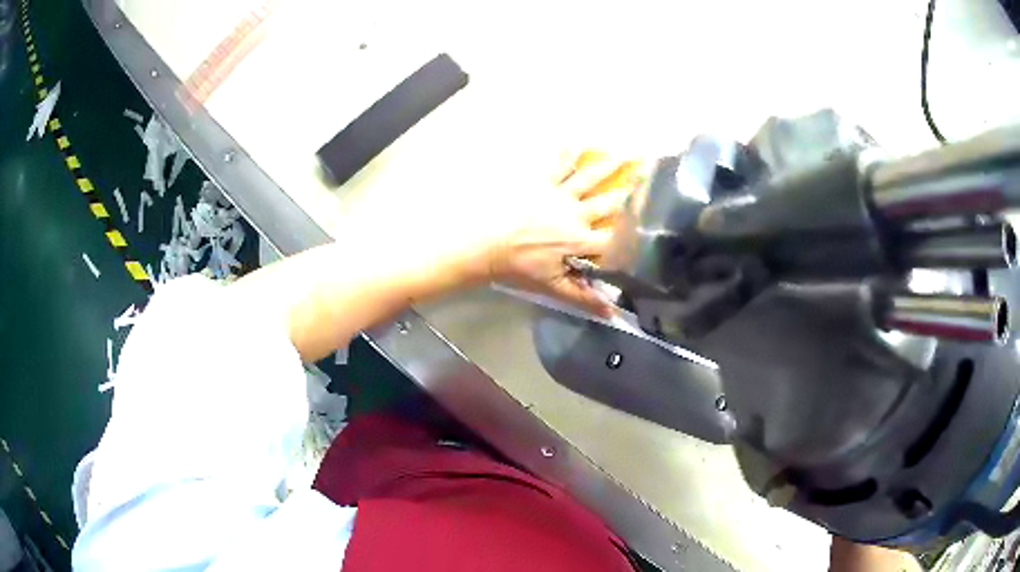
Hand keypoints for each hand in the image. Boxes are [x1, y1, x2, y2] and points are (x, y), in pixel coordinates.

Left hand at [483, 152, 642, 316]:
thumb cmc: (516, 266)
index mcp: (580, 240)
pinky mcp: (539, 181)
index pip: (615, 239)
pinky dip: (566, 152)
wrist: (482, 243)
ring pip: (588, 178)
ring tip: (625, 152)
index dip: (635, 233)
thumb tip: (612, 313)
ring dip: (608, 165)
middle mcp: (575, 213)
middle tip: (651, 174)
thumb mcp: (551, 286)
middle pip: (609, 201)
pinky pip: (556, 164)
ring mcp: (557, 194)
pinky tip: (574, 139)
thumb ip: (583, 298)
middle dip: (632, 190)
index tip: (655, 225)